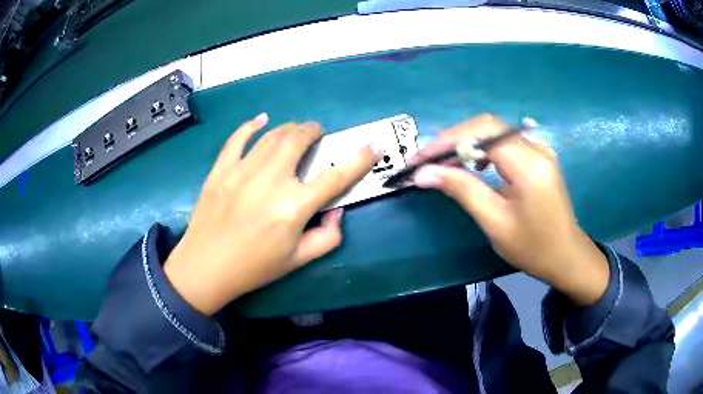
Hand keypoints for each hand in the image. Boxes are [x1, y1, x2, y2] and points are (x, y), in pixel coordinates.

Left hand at [164, 114, 379, 314]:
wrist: (205, 267)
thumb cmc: (254, 268)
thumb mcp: (298, 261)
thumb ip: (327, 237)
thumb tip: (337, 211)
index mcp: (293, 207)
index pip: (335, 177)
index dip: (359, 159)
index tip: (373, 145)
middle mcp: (270, 181)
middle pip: (298, 140)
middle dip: (314, 131)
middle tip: (317, 134)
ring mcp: (242, 171)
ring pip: (272, 135)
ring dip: (289, 128)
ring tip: (295, 131)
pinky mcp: (221, 169)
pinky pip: (237, 138)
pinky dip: (251, 125)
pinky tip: (261, 120)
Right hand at [413, 115, 608, 305]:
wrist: (567, 257)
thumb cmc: (534, 247)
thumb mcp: (495, 222)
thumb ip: (462, 190)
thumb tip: (424, 173)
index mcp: (528, 163)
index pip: (482, 133)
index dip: (447, 140)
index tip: (419, 158)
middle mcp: (535, 148)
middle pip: (487, 127)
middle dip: (453, 140)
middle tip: (426, 161)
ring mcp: (539, 151)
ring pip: (494, 133)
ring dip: (466, 144)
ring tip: (443, 163)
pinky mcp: (538, 158)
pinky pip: (504, 144)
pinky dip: (482, 150)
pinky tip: (473, 166)